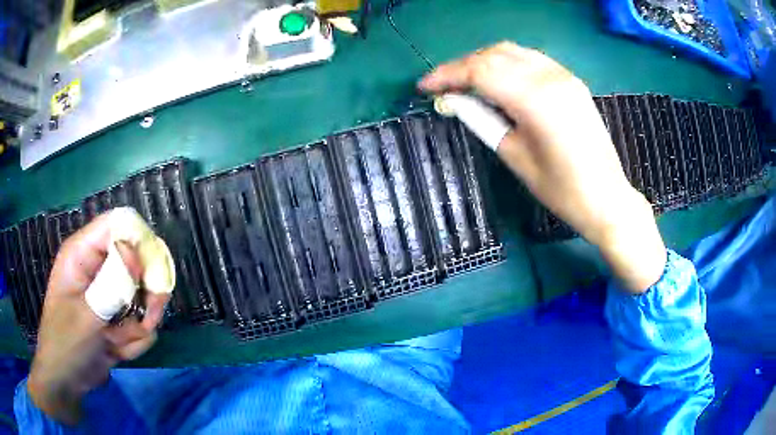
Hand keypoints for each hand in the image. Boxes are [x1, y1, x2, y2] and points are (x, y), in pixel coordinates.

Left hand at [27, 213, 169, 424]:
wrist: (67, 380)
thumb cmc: (66, 343)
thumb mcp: (85, 317)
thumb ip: (110, 285)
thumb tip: (134, 252)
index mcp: (83, 253)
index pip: (118, 225)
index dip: (139, 242)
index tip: (149, 276)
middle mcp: (97, 266)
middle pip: (138, 261)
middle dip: (147, 295)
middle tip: (149, 319)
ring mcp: (108, 292)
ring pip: (143, 297)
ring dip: (137, 326)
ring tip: (118, 342)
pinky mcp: (116, 316)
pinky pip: (140, 322)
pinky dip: (134, 341)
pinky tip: (116, 350)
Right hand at [420, 42, 665, 292]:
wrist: (607, 198)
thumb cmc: (562, 190)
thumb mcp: (515, 157)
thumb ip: (483, 121)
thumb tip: (454, 101)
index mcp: (535, 100)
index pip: (480, 72)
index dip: (447, 76)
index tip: (424, 87)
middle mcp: (550, 77)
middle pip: (494, 55)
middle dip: (463, 66)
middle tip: (444, 86)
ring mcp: (564, 76)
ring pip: (513, 52)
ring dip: (484, 61)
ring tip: (467, 82)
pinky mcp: (571, 81)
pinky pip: (531, 60)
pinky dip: (507, 64)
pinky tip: (499, 81)